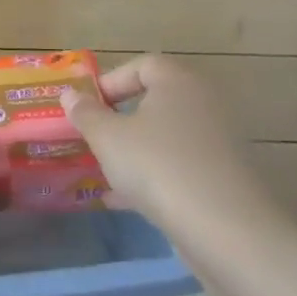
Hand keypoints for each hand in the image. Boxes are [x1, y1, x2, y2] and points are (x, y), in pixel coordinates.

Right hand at [64, 56, 289, 239]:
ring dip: (136, 151)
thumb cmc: (158, 166)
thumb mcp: (108, 137)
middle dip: (121, 120)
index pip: (143, 65)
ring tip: (105, 172)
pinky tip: (125, 201)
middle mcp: (204, 104)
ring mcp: (219, 143)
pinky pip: (181, 168)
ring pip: (167, 138)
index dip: (111, 82)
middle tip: (95, 138)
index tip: (89, 107)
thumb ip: (86, 113)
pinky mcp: (225, 179)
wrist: (225, 230)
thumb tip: (71, 94)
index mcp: (178, 82)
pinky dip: (155, 178)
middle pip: (156, 102)